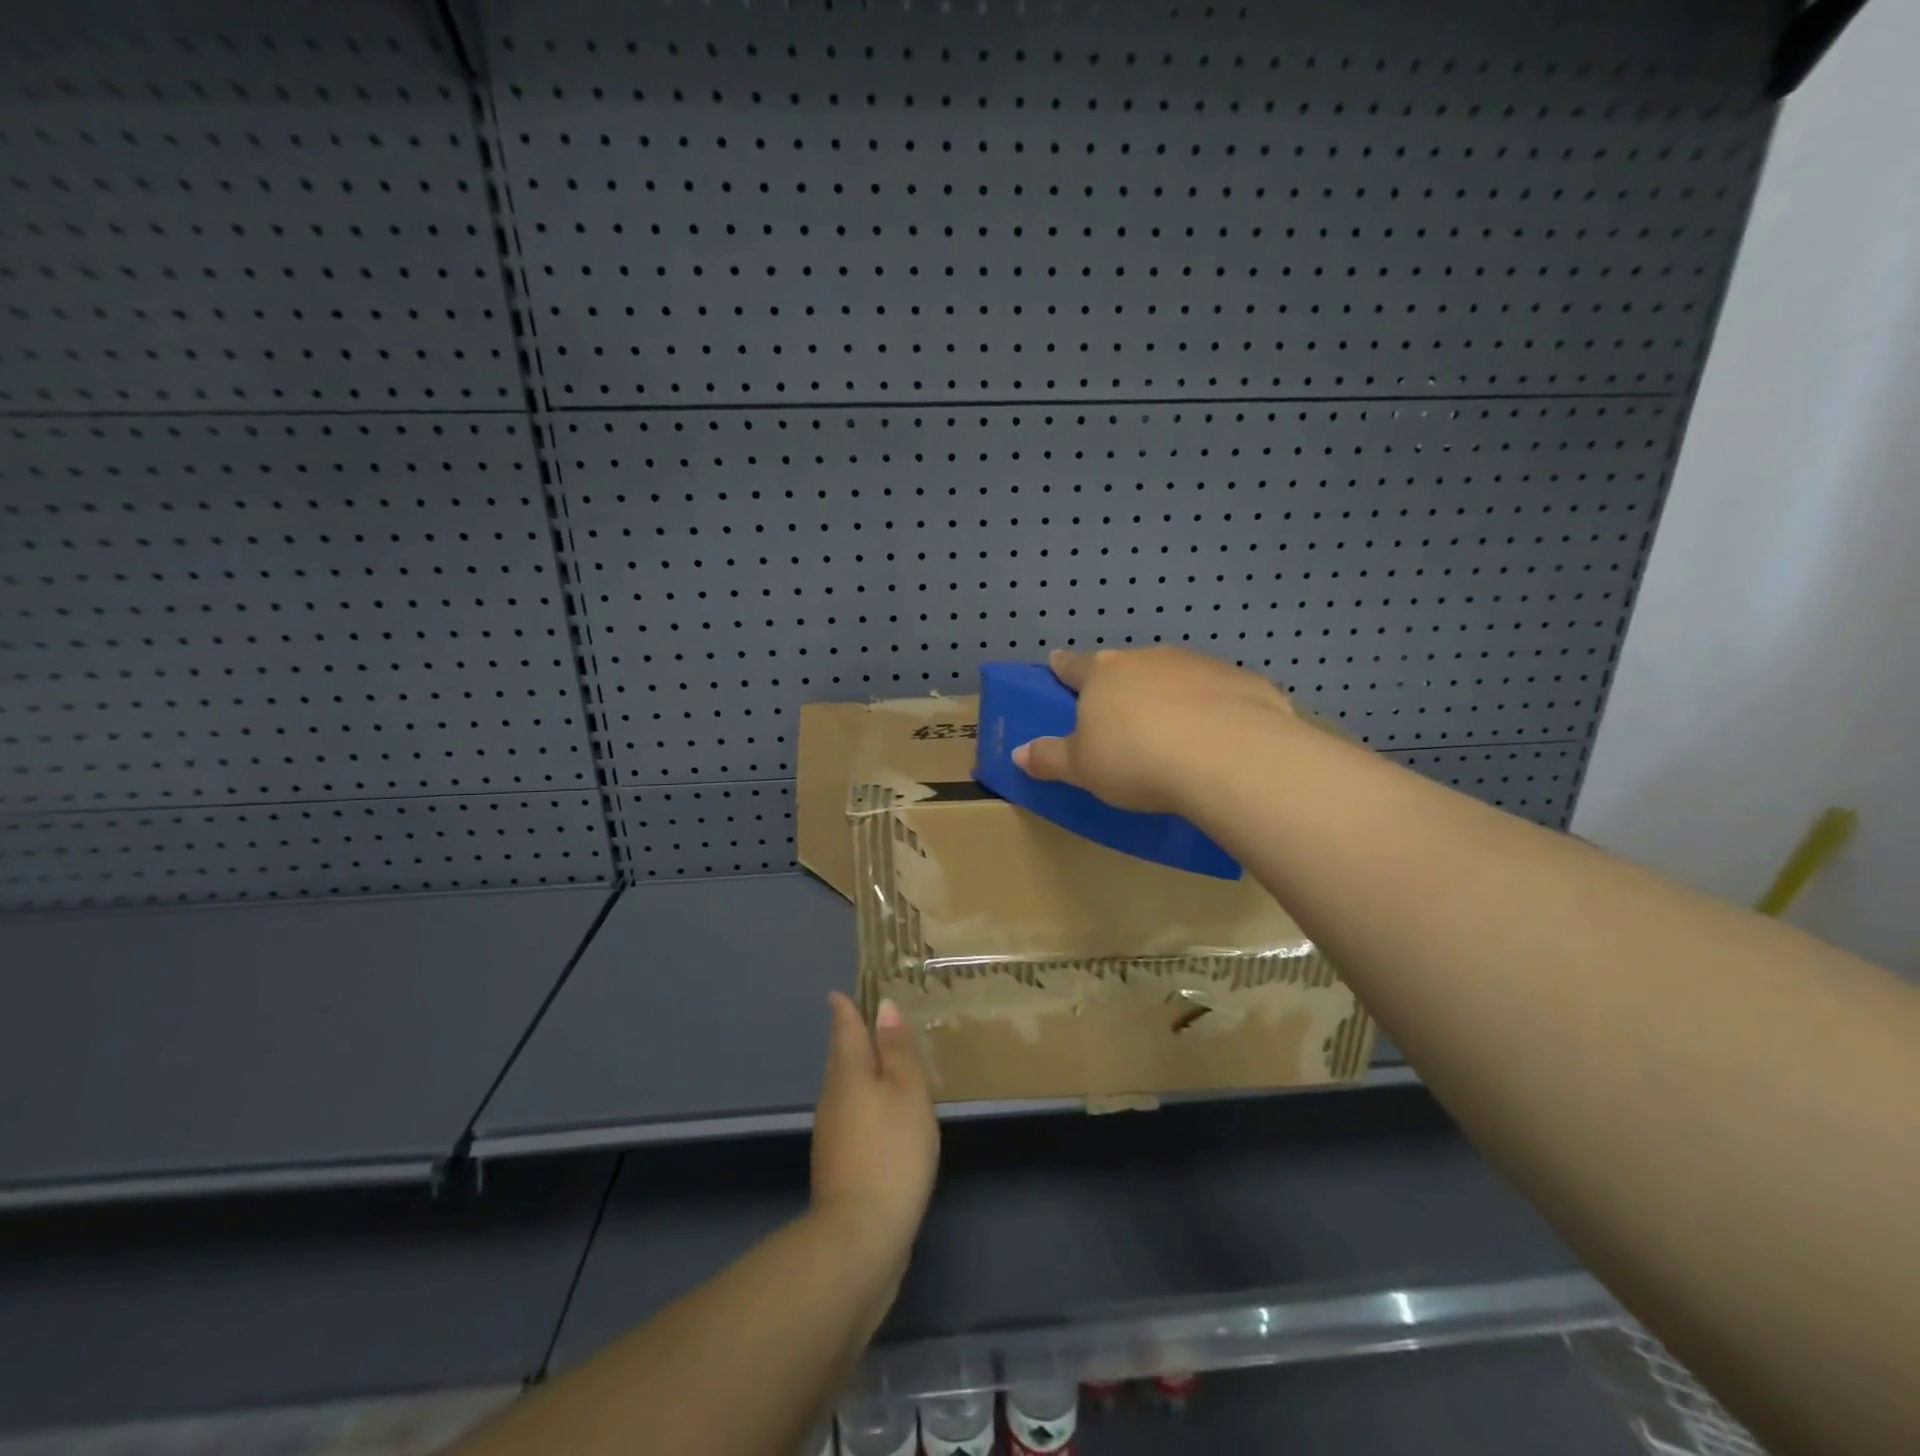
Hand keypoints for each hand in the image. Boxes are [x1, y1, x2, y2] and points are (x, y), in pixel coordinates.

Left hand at [812, 992, 939, 1286]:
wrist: (860, 1235)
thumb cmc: (892, 1149)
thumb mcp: (907, 1091)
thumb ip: (897, 1049)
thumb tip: (884, 1008)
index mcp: (848, 1071)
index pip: (845, 1028)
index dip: (845, 1008)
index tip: (839, 993)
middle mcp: (832, 1096)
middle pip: (841, 1057)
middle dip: (851, 1038)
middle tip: (866, 1020)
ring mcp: (831, 1133)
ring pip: (844, 1088)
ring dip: (859, 1071)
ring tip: (881, 1062)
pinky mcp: (838, 1164)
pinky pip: (851, 1115)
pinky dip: (864, 1103)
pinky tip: (881, 1114)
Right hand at [1013, 646, 1293, 813]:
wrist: (1227, 756)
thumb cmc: (1136, 759)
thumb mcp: (1082, 769)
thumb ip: (1050, 758)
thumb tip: (1018, 754)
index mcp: (1103, 675)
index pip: (1074, 665)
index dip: (1063, 666)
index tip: (1056, 661)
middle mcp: (1149, 659)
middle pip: (1128, 668)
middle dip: (1123, 685)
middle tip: (1122, 714)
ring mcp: (1199, 664)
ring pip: (1176, 676)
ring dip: (1171, 695)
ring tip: (1175, 731)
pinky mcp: (1244, 680)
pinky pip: (1220, 693)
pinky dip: (1215, 709)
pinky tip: (1221, 738)